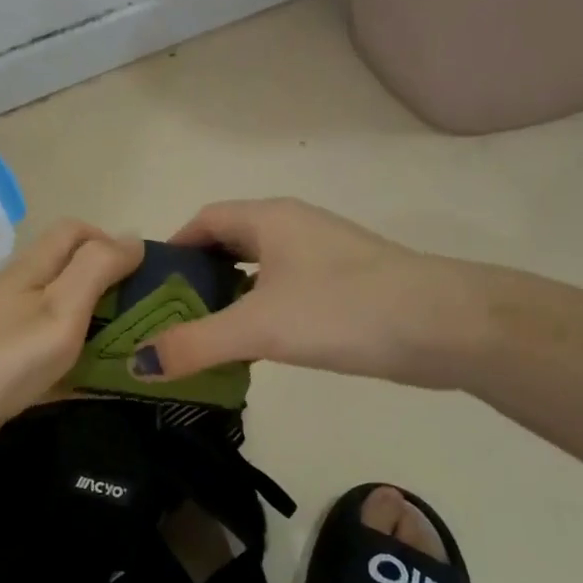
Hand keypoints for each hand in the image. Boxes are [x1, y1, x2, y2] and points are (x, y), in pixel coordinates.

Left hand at [0, 219, 142, 470]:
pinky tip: (106, 390)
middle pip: (74, 277)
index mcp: (34, 270)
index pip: (76, 232)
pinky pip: (52, 365)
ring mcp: (10, 337)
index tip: (150, 276)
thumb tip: (131, 237)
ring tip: (145, 356)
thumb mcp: (59, 307)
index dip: (113, 242)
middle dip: (116, 292)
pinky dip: (80, 371)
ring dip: (102, 334)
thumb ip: (96, 270)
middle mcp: (22, 295)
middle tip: (158, 324)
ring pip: (66, 324)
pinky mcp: (4, 376)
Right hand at [136, 199, 492, 389]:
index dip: (172, 249)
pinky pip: (285, 292)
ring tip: (200, 337)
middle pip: (228, 245)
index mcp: (269, 219)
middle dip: (195, 279)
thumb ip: (194, 344)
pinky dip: (260, 313)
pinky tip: (253, 347)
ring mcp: (323, 257)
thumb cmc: (343, 310)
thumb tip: (137, 363)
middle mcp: (294, 228)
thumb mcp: (258, 327)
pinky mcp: (344, 287)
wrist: (445, 326)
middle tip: (166, 320)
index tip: (147, 287)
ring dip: (228, 299)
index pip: (204, 221)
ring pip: (258, 271)